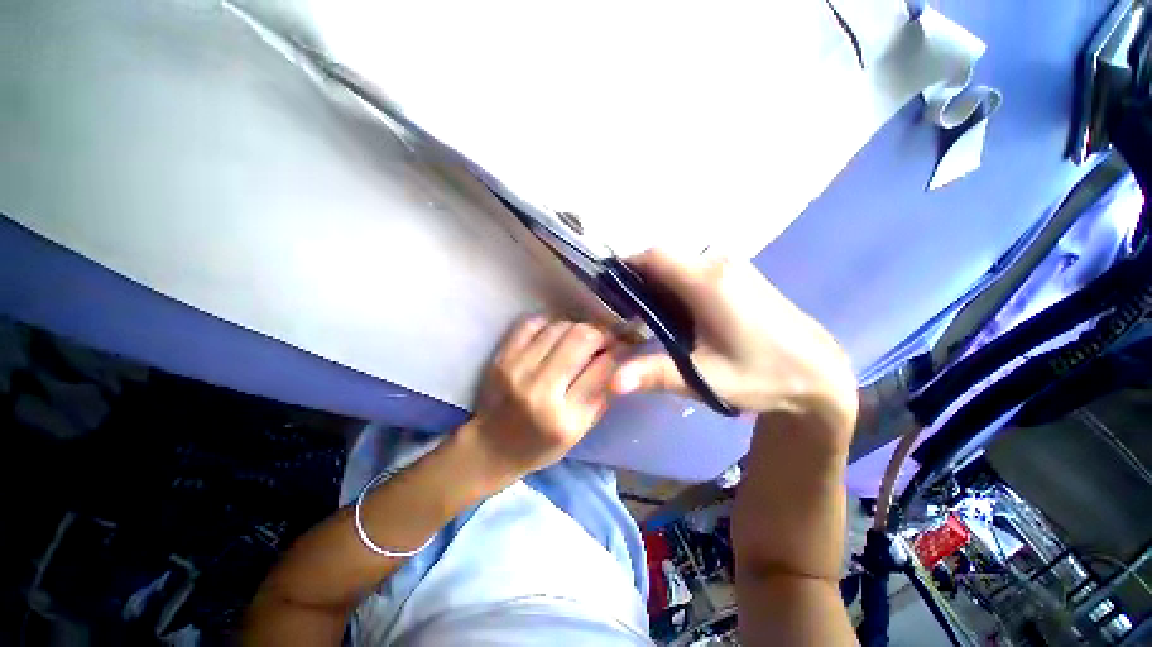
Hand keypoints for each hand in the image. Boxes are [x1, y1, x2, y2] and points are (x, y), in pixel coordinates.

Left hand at [470, 317, 618, 477]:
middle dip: (600, 333)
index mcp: (565, 418)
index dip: (618, 352)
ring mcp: (517, 370)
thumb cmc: (541, 445)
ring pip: (559, 326)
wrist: (492, 446)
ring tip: (578, 340)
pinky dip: (549, 325)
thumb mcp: (580, 432)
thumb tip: (618, 358)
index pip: (603, 368)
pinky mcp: (501, 358)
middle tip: (602, 340)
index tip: (621, 348)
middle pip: (581, 337)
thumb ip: (602, 395)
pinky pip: (532, 324)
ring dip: (576, 329)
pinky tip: (554, 337)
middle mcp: (540, 390)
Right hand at [612, 249, 857, 432]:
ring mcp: (731, 265)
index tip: (609, 292)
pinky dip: (676, 285)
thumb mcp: (703, 378)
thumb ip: (655, 375)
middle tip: (626, 314)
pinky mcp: (738, 273)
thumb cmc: (761, 376)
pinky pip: (694, 269)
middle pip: (663, 258)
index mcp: (707, 282)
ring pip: (678, 263)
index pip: (653, 257)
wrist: (817, 373)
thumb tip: (611, 382)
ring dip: (658, 284)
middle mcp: (718, 263)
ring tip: (648, 318)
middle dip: (639, 280)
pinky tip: (678, 314)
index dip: (626, 268)